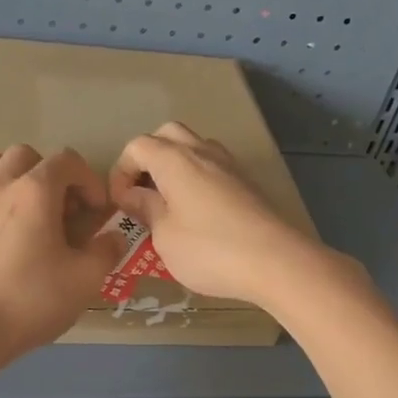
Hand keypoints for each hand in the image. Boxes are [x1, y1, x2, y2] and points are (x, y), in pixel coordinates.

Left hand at [0, 144, 124, 363]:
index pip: (67, 161)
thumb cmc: (30, 303)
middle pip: (22, 154)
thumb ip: (106, 252)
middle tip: (53, 206)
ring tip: (4, 193)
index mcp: (35, 193)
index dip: (87, 179)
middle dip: (44, 171)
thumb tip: (114, 237)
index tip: (94, 210)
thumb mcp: (85, 281)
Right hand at [108, 123, 338, 308]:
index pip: (136, 146)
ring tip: (170, 203)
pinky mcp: (247, 182)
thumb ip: (146, 209)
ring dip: (175, 166)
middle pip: (167, 135)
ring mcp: (229, 165)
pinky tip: (198, 213)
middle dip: (148, 159)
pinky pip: (213, 167)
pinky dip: (198, 179)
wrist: (276, 261)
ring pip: (194, 147)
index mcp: (174, 159)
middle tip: (144, 193)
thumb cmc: (209, 250)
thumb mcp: (165, 236)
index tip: (121, 205)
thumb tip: (134, 195)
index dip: (121, 172)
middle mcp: (202, 151)